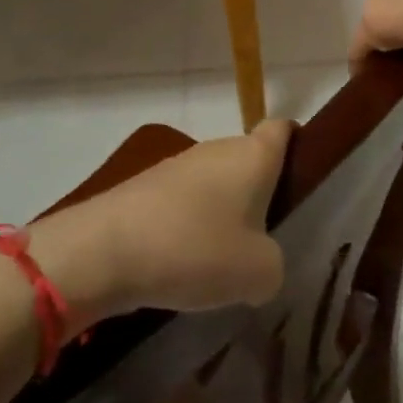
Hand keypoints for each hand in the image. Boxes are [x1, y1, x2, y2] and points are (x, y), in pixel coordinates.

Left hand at [30, 121, 292, 329]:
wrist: (101, 251)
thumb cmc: (196, 249)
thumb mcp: (259, 273)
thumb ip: (273, 267)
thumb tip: (260, 265)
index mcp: (253, 156)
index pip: (282, 129)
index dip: (296, 144)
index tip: (301, 176)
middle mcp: (217, 150)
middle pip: (247, 161)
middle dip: (258, 194)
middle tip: (265, 239)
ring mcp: (177, 166)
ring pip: (213, 184)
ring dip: (220, 214)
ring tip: (222, 261)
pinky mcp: (143, 188)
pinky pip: (181, 204)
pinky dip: (187, 228)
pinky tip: (181, 265)